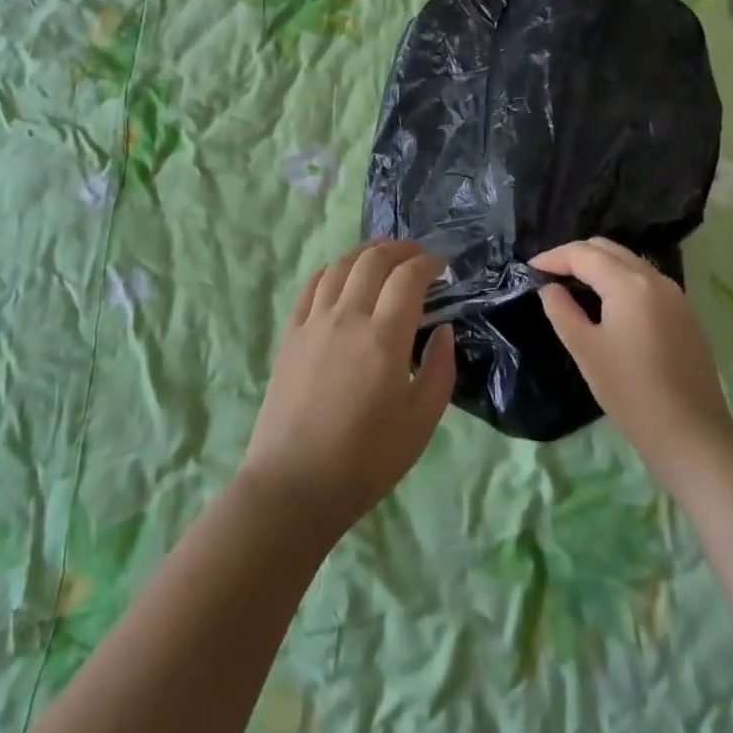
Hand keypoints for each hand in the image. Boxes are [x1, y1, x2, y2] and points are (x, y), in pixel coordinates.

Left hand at [239, 240, 455, 537]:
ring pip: (341, 265)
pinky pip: (311, 285)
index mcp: (383, 339)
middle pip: (374, 260)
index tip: (442, 265)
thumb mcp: (420, 424)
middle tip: (417, 253)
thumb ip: (440, 370)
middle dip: (400, 248)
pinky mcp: (290, 332)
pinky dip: (331, 269)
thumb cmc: (366, 461)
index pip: (408, 278)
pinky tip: (341, 272)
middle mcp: (348, 317)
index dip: (428, 263)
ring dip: (366, 251)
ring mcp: (314, 321)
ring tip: (382, 253)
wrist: (295, 485)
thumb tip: (443, 329)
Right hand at [534, 237, 732, 473]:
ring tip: (573, 285)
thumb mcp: (585, 350)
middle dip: (575, 255)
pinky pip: (644, 279)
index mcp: (628, 284)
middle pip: (607, 249)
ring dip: (598, 265)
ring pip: (628, 261)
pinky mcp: (684, 313)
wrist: (692, 435)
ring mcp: (675, 294)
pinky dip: (619, 279)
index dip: (553, 257)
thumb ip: (562, 311)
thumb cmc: (631, 392)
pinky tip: (606, 302)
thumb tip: (549, 288)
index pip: (583, 253)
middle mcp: (654, 278)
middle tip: (550, 274)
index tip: (529, 268)